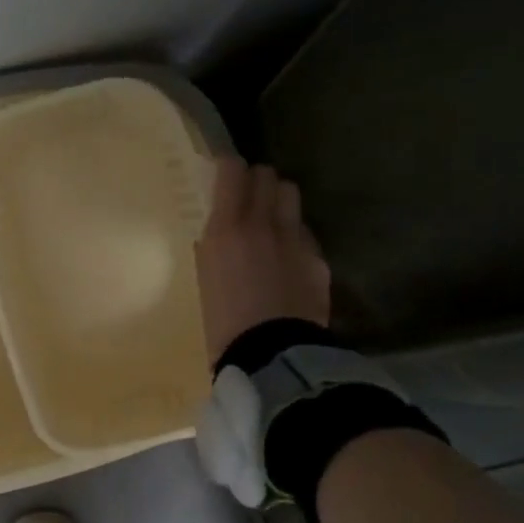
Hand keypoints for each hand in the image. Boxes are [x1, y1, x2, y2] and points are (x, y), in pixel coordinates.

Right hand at [194, 156, 330, 362]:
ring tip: (272, 221)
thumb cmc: (222, 324)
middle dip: (257, 180)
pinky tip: (289, 260)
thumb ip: (214, 248)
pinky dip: (295, 236)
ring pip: (291, 196)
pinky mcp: (317, 259)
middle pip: (267, 176)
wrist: (271, 355)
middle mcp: (263, 224)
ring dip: (279, 201)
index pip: (233, 171)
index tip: (224, 172)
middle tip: (249, 197)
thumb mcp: (206, 279)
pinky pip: (305, 232)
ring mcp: (296, 239)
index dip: (229, 167)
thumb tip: (219, 236)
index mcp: (227, 229)